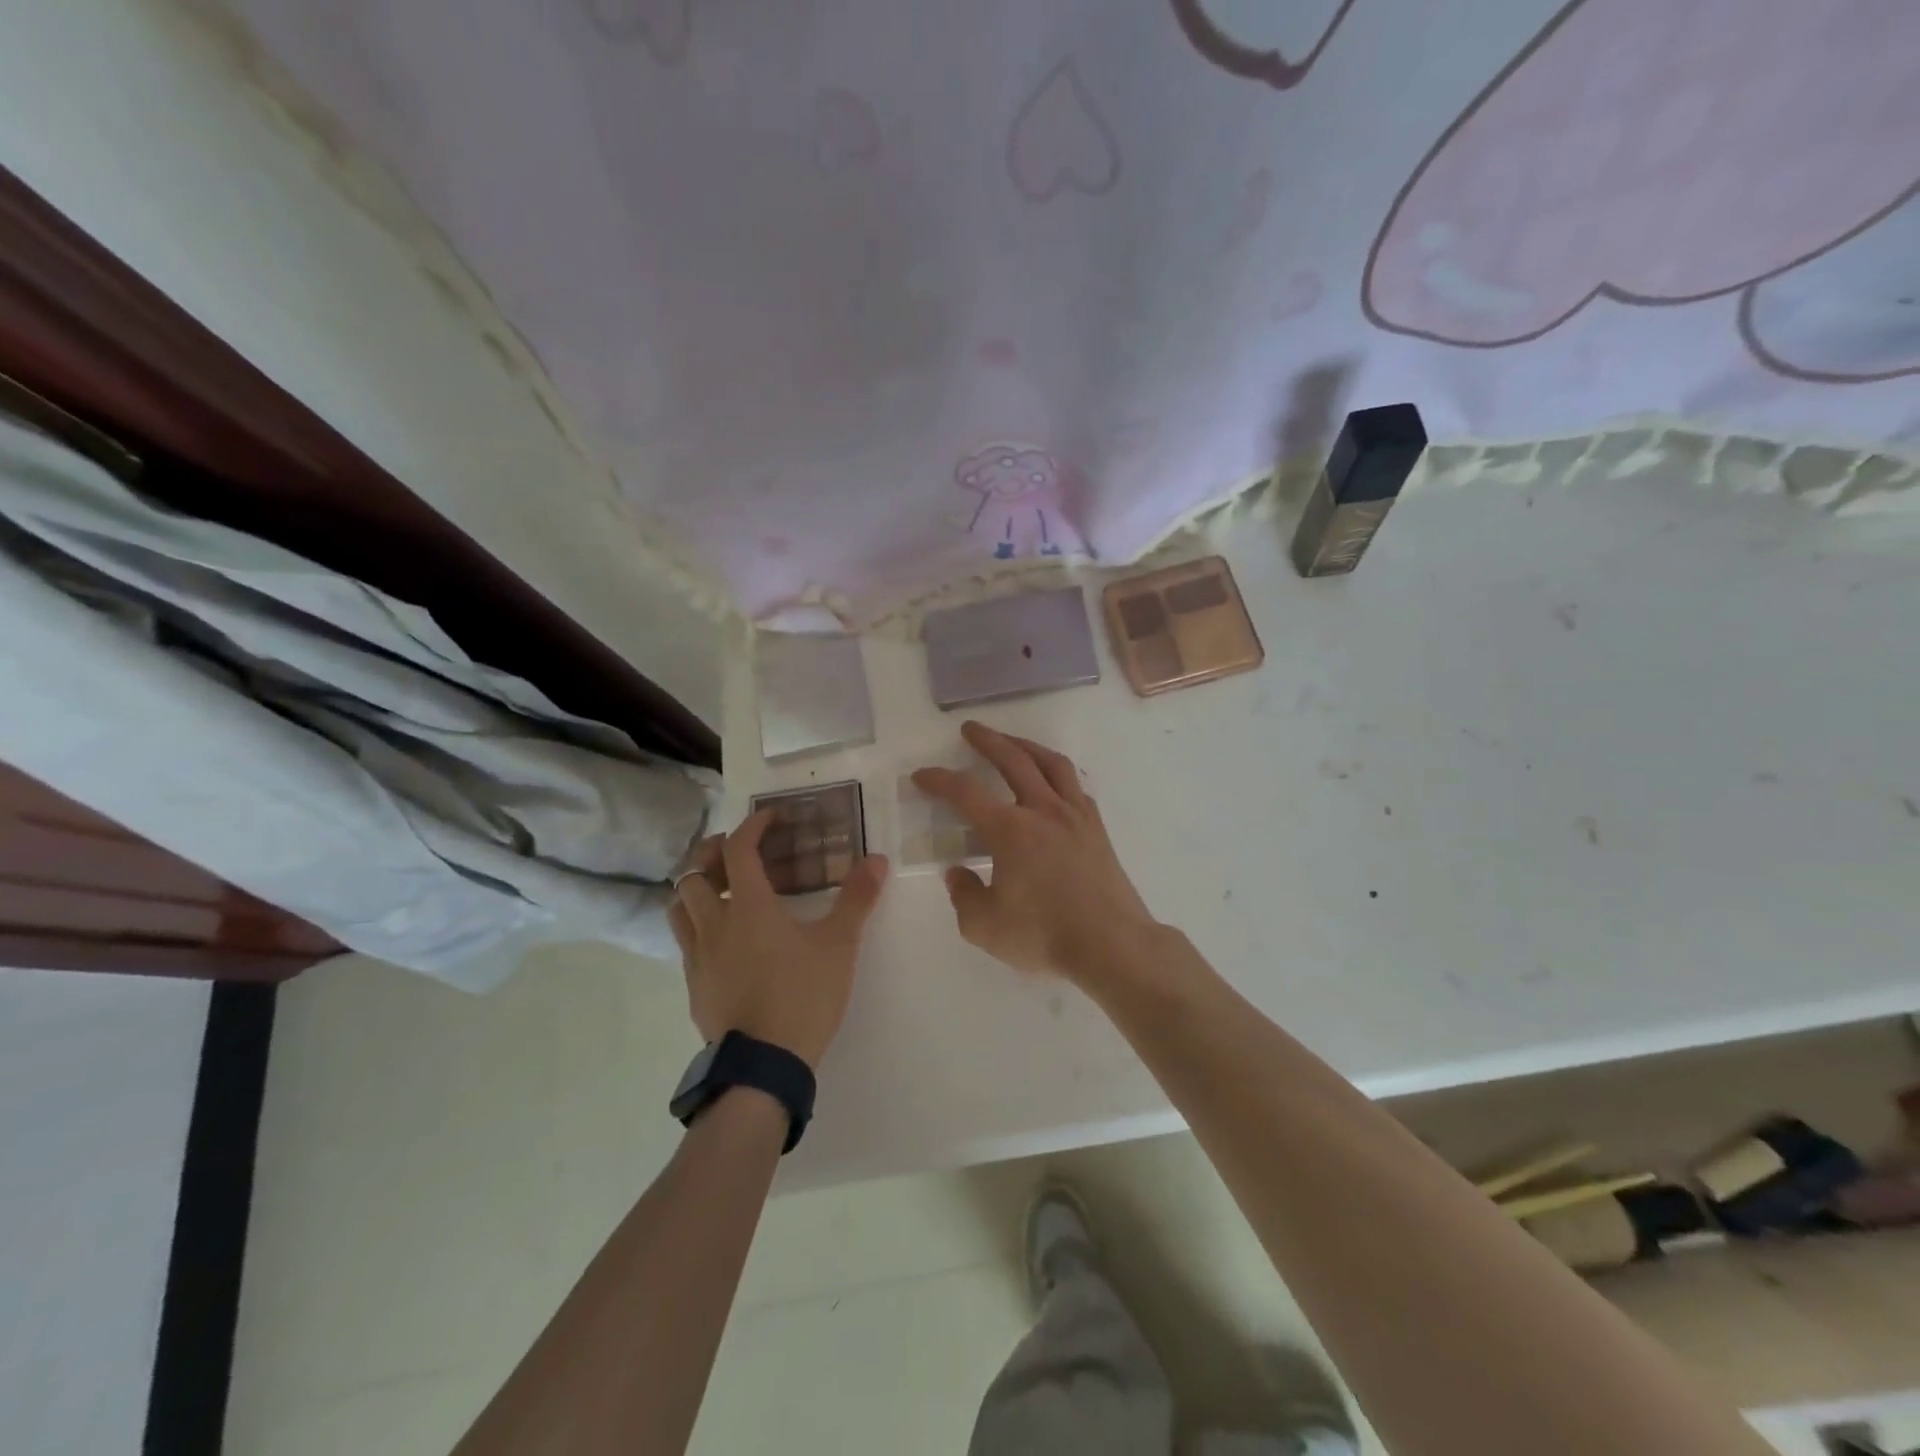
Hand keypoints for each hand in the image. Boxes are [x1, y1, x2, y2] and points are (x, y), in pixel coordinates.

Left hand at [668, 813, 888, 1069]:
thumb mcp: (840, 946)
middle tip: (738, 852)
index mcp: (749, 907)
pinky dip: (697, 926)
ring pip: (679, 907)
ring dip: (696, 889)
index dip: (753, 826)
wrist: (763, 1066)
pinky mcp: (693, 986)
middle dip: (713, 854)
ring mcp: (698, 957)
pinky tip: (722, 940)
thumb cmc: (803, 996)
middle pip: (694, 874)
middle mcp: (715, 924)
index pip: (739, 850)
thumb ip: (857, 899)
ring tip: (721, 890)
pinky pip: (685, 942)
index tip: (771, 817)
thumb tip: (877, 858)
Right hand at [913, 722, 1158, 984]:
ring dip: (1027, 746)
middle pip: (1013, 760)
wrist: (1112, 944)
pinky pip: (1075, 786)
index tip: (922, 775)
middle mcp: (1042, 811)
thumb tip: (958, 872)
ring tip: (1012, 741)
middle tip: (970, 729)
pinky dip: (1057, 774)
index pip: (966, 793)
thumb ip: (964, 895)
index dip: (939, 780)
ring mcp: (1075, 816)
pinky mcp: (1096, 829)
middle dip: (988, 740)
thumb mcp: (985, 927)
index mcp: (1010, 830)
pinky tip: (1052, 781)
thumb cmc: (1045, 935)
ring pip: (1051, 764)